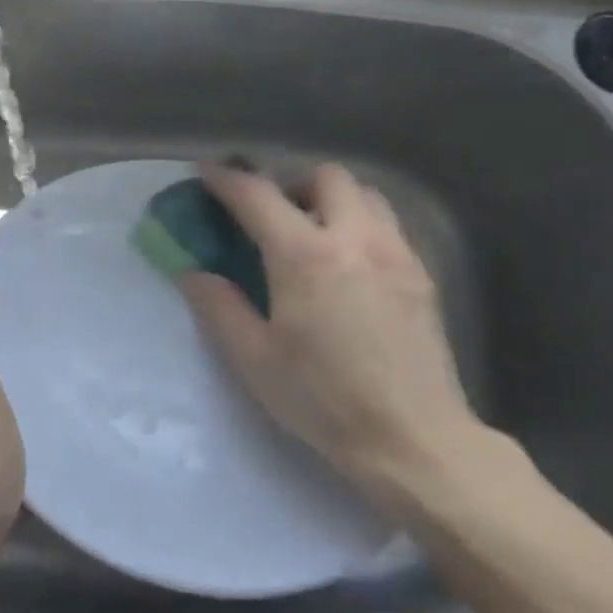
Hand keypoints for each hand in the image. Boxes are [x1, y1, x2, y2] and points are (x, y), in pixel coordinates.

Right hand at [181, 162, 489, 517]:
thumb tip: (191, 271)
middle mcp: (354, 237)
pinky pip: (389, 224)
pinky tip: (351, 266)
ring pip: (365, 193)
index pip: (257, 195)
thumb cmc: (323, 400)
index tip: (207, 174)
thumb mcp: (254, 359)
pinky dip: (361, 224)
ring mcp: (395, 252)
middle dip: (291, 183)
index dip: (226, 179)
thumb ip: (219, 306)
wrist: (413, 439)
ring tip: (314, 235)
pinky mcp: (421, 274)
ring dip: (332, 199)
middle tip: (273, 217)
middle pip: (324, 176)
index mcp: (304, 255)